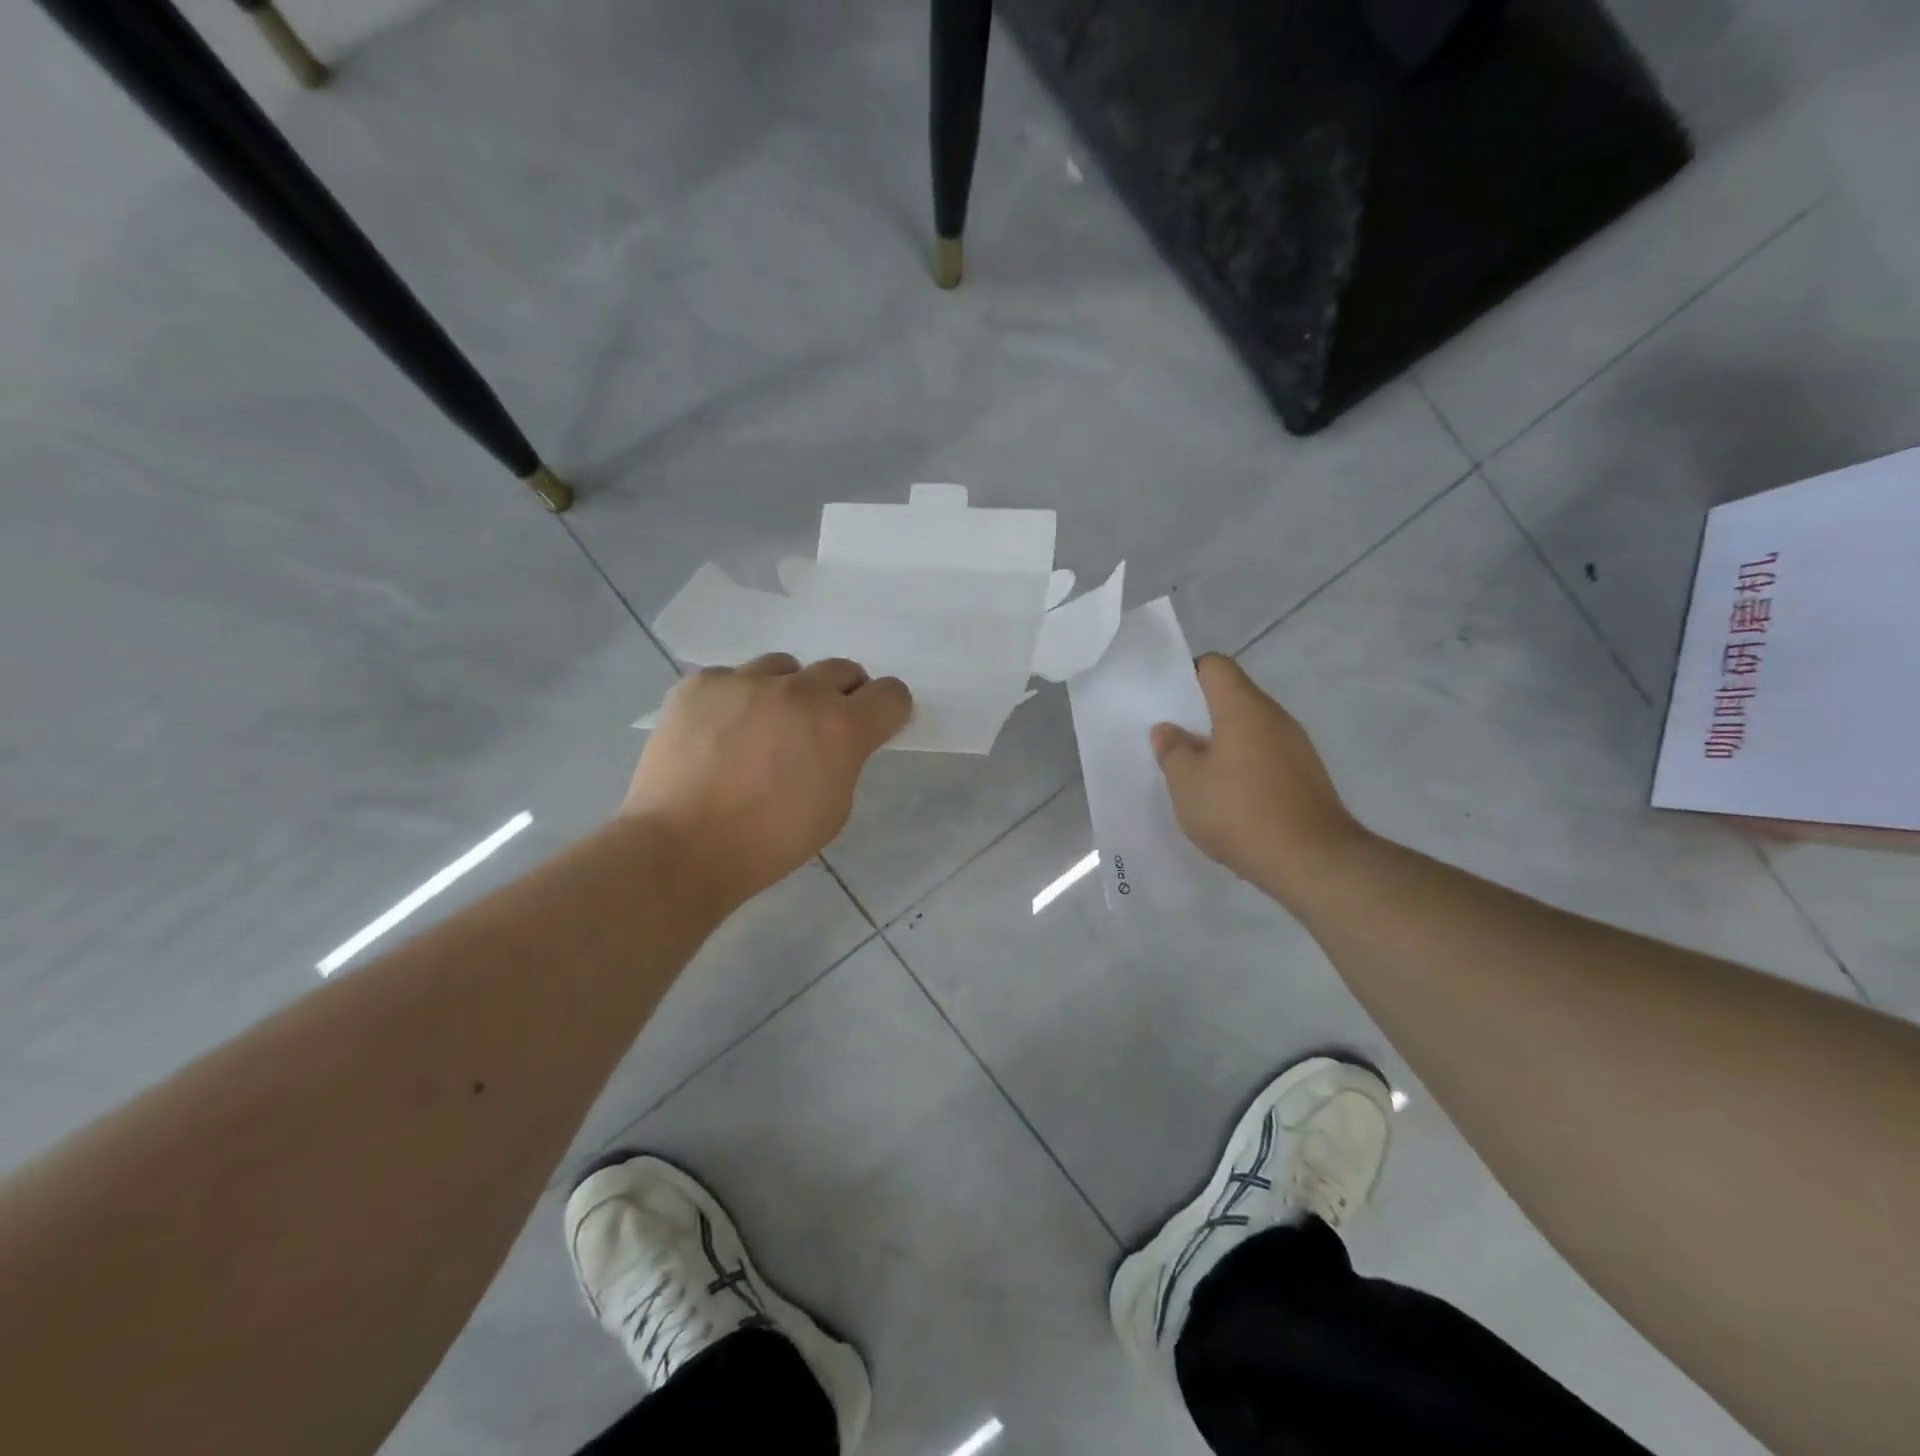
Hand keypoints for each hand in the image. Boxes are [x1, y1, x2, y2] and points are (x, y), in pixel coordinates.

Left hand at [624, 655, 910, 907]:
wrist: (681, 848)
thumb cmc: (768, 843)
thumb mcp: (833, 810)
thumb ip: (845, 761)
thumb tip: (835, 741)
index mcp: (842, 727)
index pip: (891, 694)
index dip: (887, 710)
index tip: (874, 724)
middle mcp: (800, 692)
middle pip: (841, 669)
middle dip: (840, 695)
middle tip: (817, 728)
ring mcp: (746, 681)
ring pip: (784, 668)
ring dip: (785, 692)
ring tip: (760, 728)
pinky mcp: (701, 683)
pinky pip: (731, 678)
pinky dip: (734, 700)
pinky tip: (716, 733)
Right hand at [1153, 654, 1368, 901]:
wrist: (1312, 861)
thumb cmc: (1239, 811)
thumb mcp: (1187, 783)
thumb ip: (1172, 751)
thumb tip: (1168, 730)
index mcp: (1243, 707)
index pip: (1215, 666)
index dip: (1188, 675)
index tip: (1168, 702)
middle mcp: (1275, 717)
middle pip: (1234, 697)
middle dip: (1201, 715)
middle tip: (1174, 741)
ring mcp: (1297, 747)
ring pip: (1250, 730)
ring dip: (1223, 744)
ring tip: (1197, 774)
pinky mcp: (1307, 776)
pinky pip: (1266, 756)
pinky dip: (1244, 767)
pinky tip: (1229, 799)